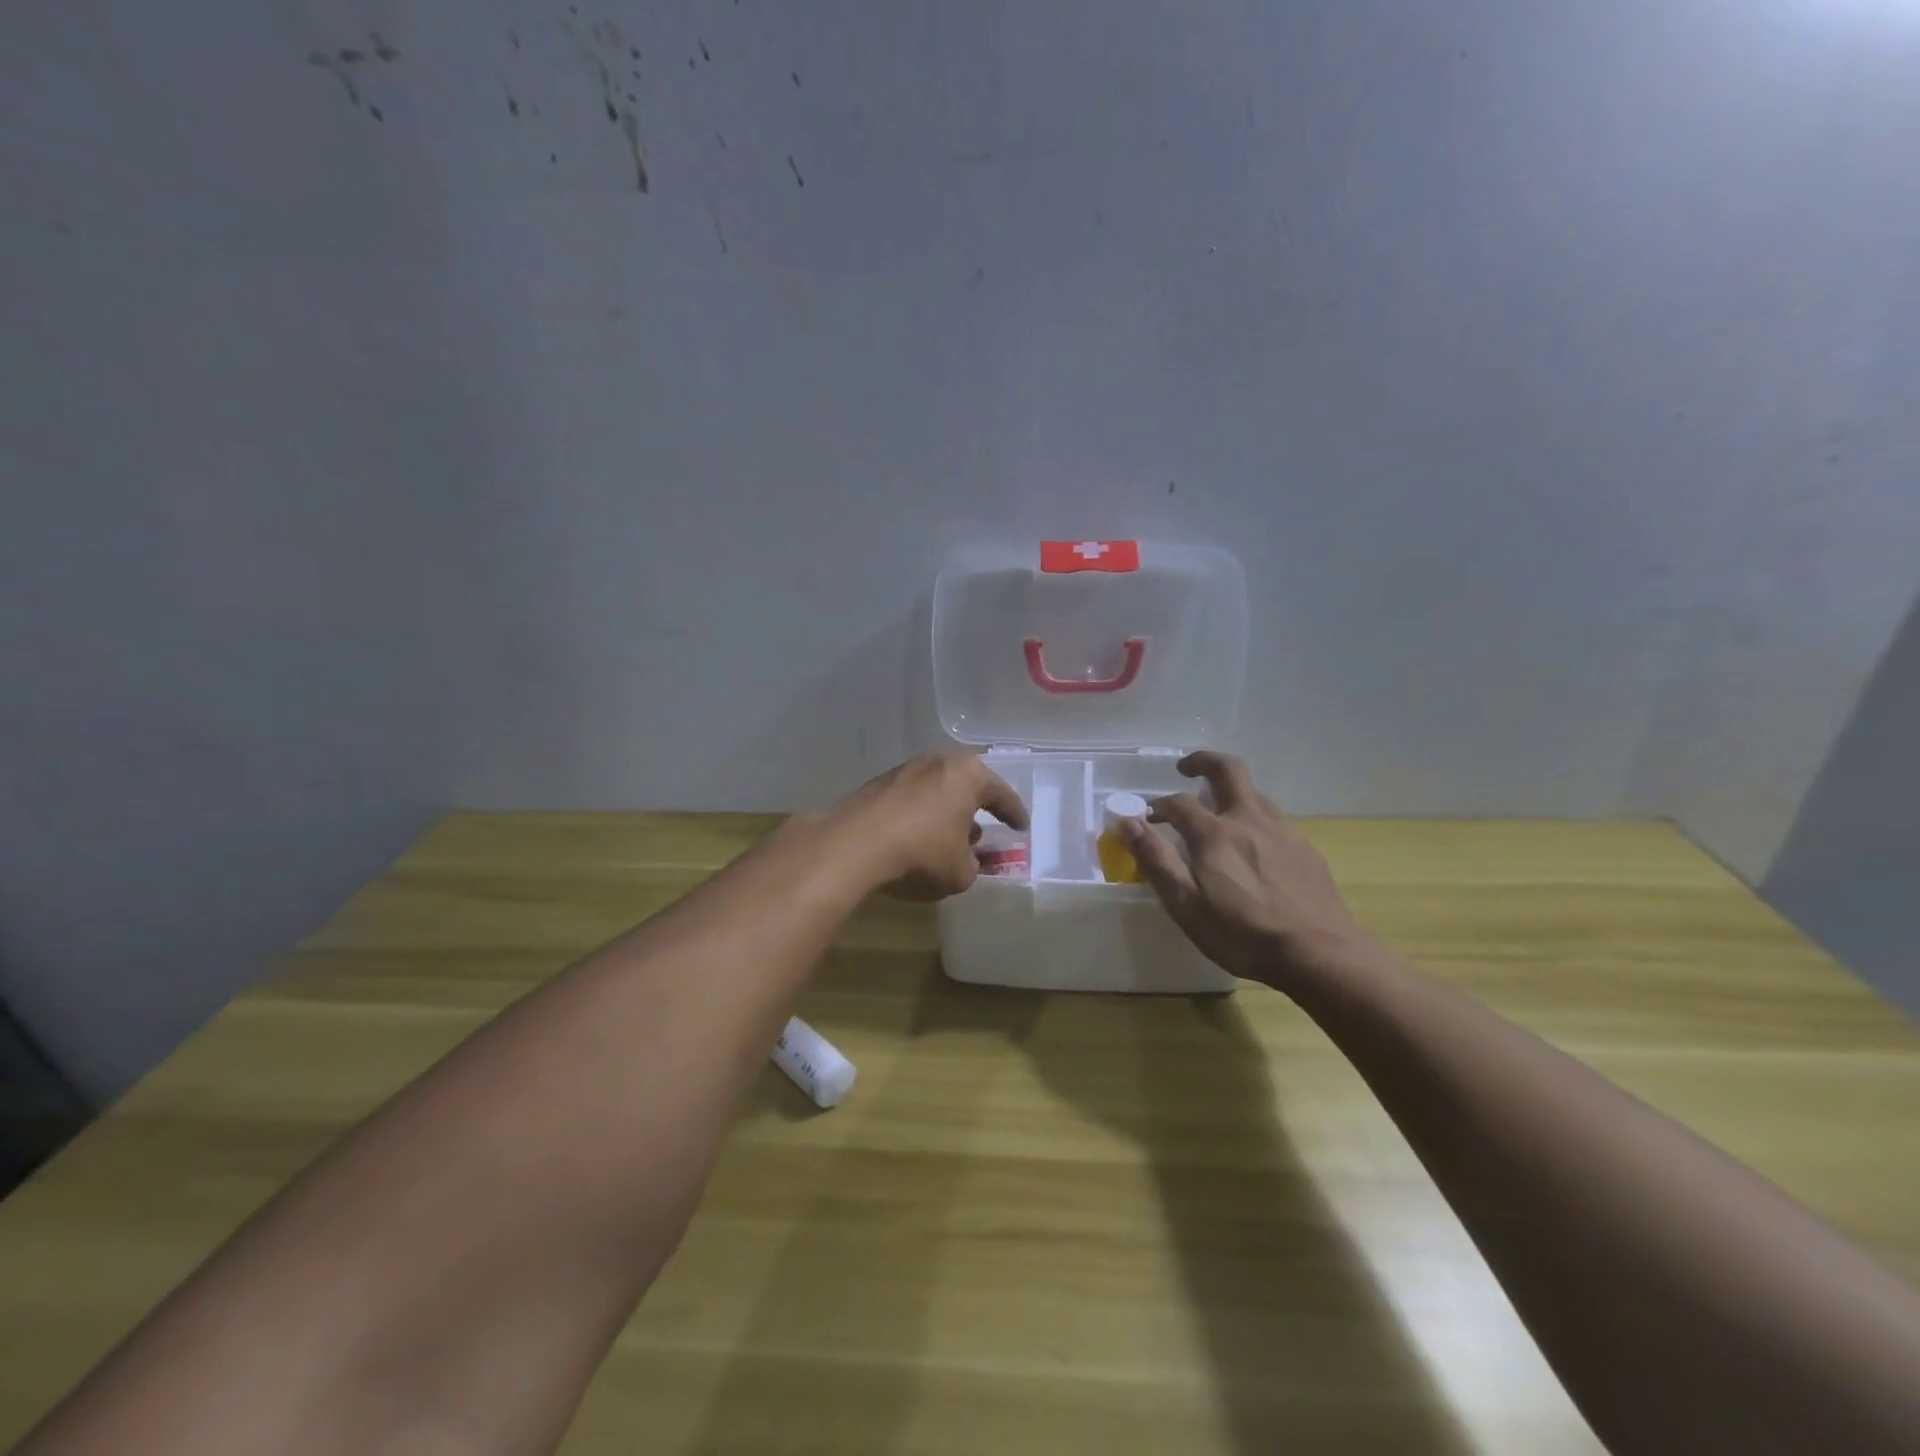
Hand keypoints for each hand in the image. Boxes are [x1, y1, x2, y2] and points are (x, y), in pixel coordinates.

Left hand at [826, 748, 1027, 900]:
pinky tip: (917, 836)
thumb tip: (967, 859)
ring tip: (949, 836)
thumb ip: (973, 864)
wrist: (855, 845)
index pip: (1002, 794)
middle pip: (967, 785)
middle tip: (985, 827)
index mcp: (968, 774)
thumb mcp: (961, 872)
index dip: (1014, 814)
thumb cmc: (922, 853)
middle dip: (976, 807)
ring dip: (946, 811)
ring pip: (937, 789)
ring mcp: (905, 769)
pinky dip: (920, 814)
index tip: (1021, 827)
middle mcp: (938, 761)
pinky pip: (912, 798)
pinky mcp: (878, 783)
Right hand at [1121, 751, 1374, 988]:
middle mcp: (1250, 820)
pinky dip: (1255, 821)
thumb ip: (1155, 859)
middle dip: (1204, 761)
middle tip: (1186, 768)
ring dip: (1231, 793)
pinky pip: (1275, 822)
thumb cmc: (1243, 933)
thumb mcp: (1185, 903)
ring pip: (1255, 795)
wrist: (1321, 954)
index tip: (1146, 818)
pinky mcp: (1306, 850)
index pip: (1178, 803)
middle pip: (1228, 770)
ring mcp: (1283, 832)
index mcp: (1215, 833)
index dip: (1158, 806)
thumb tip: (1126, 821)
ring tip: (1218, 812)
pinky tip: (1255, 850)